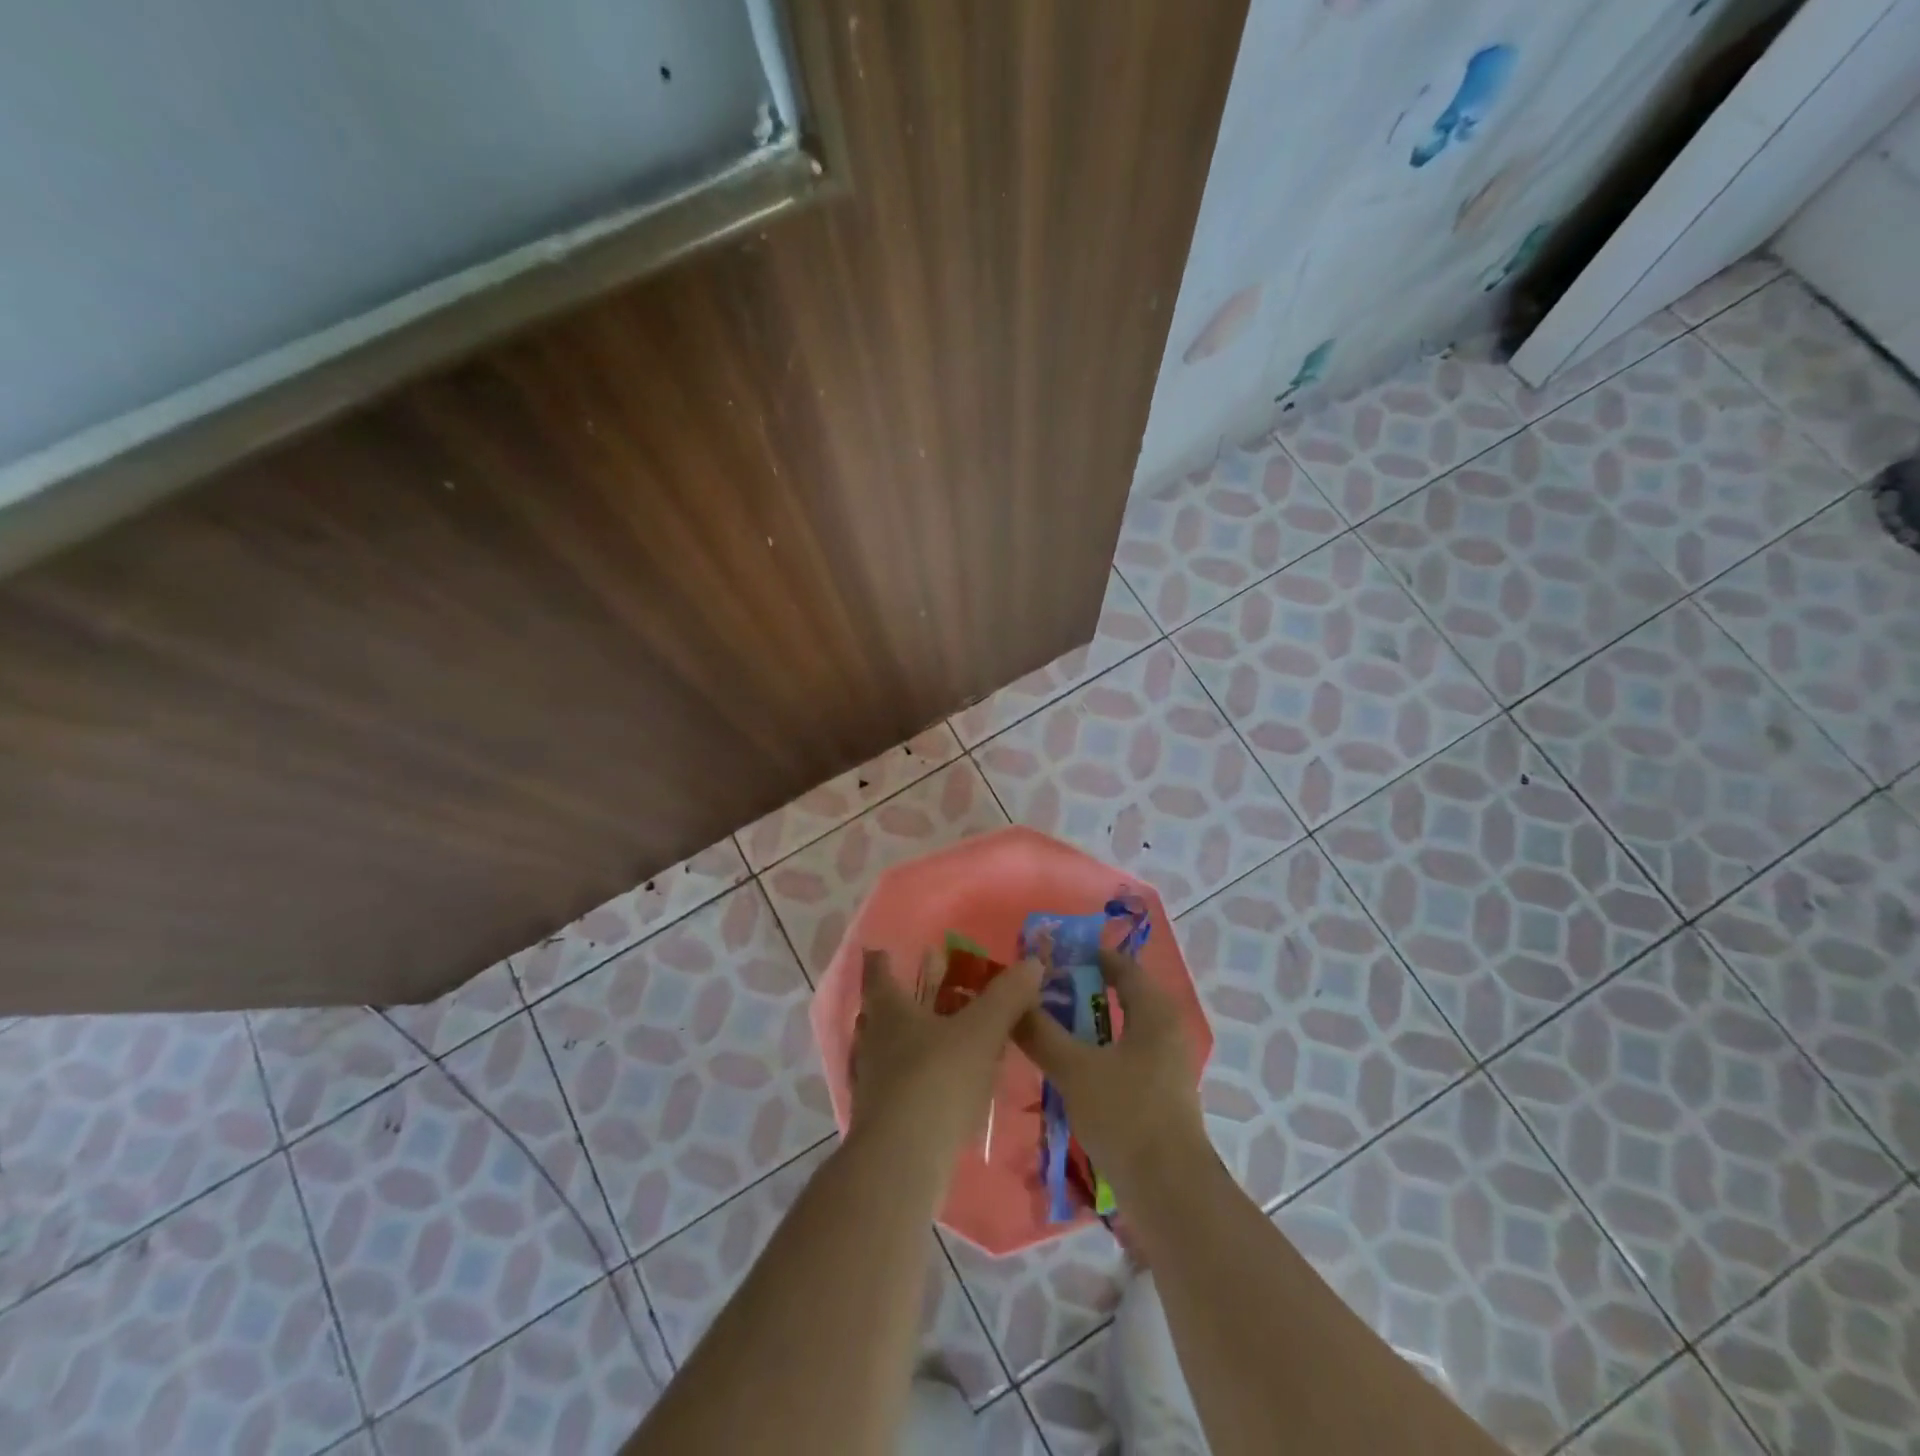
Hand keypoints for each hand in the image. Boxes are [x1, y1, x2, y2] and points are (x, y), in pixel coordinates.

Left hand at [848, 948, 1040, 1184]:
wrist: (902, 1163)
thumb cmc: (937, 1080)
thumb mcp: (981, 1032)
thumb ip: (1006, 997)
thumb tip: (1032, 962)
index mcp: (890, 1011)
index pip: (878, 974)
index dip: (881, 960)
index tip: (882, 949)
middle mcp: (873, 1042)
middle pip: (882, 1012)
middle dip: (903, 999)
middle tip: (928, 990)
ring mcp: (872, 1083)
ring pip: (888, 1050)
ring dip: (910, 1040)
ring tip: (941, 1037)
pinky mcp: (881, 1120)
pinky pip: (898, 1085)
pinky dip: (916, 1078)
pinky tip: (942, 1088)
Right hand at [1014, 948, 1207, 1197]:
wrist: (1169, 1193)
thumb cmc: (1126, 1116)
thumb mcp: (1074, 1069)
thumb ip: (1041, 1032)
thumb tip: (1013, 1001)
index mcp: (1155, 1012)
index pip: (1121, 966)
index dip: (1086, 956)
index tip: (1050, 958)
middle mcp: (1166, 1030)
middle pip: (1121, 996)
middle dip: (1081, 992)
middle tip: (1042, 993)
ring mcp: (1166, 1065)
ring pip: (1121, 1030)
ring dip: (1086, 1026)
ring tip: (1047, 1028)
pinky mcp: (1161, 1095)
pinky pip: (1125, 1058)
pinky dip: (1097, 1053)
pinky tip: (1068, 1068)